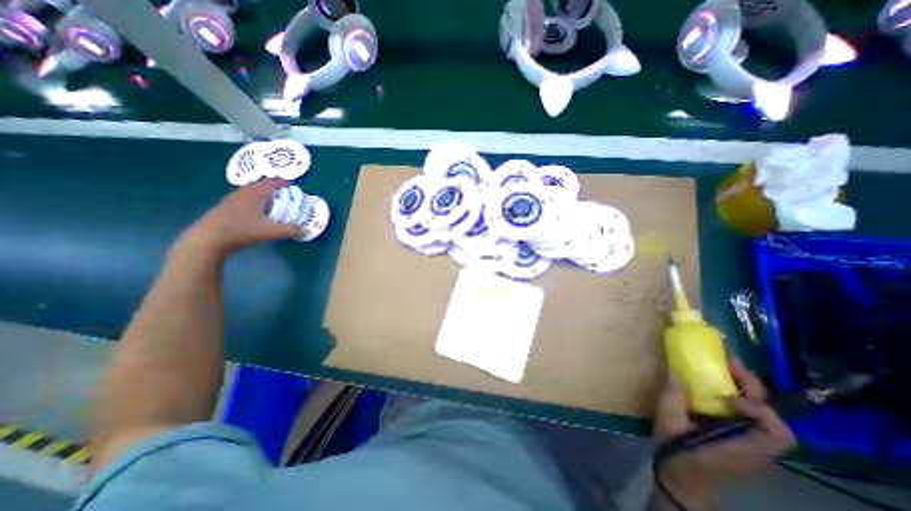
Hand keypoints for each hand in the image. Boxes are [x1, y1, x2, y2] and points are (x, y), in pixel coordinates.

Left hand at [177, 180, 301, 259]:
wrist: (208, 239)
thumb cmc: (241, 230)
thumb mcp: (270, 231)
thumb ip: (290, 230)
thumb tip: (307, 230)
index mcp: (254, 194)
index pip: (271, 183)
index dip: (282, 182)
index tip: (292, 184)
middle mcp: (243, 193)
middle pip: (260, 186)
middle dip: (274, 188)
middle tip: (285, 193)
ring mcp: (232, 200)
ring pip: (251, 193)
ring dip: (263, 195)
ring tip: (273, 202)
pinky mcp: (225, 208)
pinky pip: (245, 200)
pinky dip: (255, 201)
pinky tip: (258, 212)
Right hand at [656, 357, 799, 508]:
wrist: (683, 475)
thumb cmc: (678, 450)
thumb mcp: (669, 422)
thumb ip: (673, 397)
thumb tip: (676, 370)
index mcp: (744, 446)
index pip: (777, 432)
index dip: (759, 409)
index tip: (729, 396)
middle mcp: (756, 445)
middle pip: (772, 416)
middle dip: (752, 387)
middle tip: (730, 364)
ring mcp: (751, 442)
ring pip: (762, 413)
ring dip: (746, 390)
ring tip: (725, 370)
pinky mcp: (741, 437)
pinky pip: (749, 414)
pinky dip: (739, 398)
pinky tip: (718, 387)